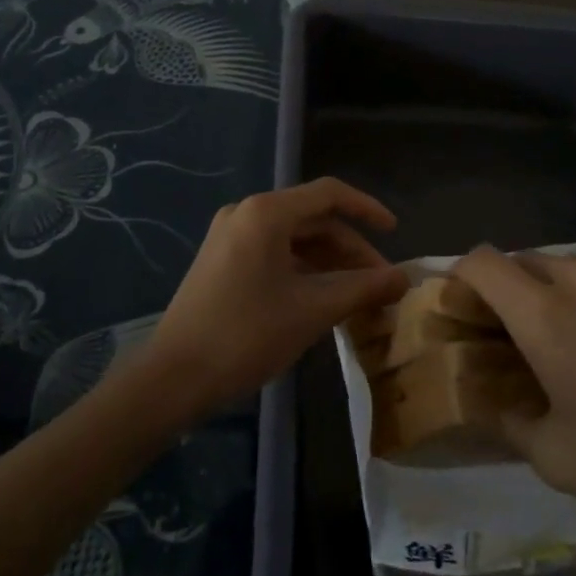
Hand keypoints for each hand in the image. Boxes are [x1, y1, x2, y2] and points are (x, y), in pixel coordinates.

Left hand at [142, 178, 406, 421]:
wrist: (171, 380)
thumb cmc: (245, 335)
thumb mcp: (312, 310)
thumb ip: (362, 288)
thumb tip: (404, 278)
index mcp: (266, 212)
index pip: (330, 194)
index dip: (367, 209)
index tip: (394, 232)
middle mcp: (247, 213)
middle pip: (313, 219)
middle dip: (350, 248)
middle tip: (379, 282)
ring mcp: (230, 237)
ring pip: (294, 239)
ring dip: (328, 263)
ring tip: (357, 296)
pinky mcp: (222, 261)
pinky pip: (274, 254)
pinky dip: (303, 271)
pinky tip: (322, 300)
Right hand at [451, 249, 575, 547]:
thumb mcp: (552, 457)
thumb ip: (507, 418)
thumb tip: (491, 398)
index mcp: (546, 314)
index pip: (484, 262)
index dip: (464, 275)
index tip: (466, 304)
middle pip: (531, 261)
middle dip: (517, 290)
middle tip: (528, 336)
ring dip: (572, 295)